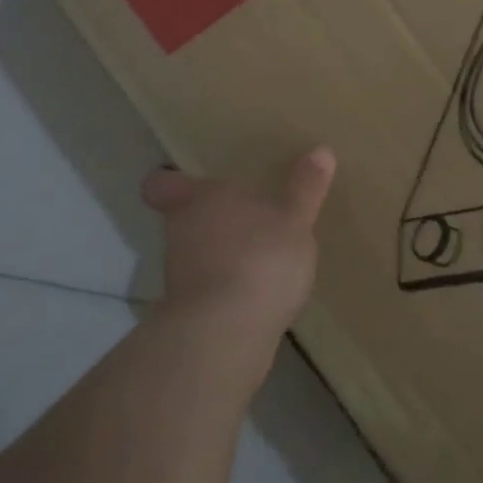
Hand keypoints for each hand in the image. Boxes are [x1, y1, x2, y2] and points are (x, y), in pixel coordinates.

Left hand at [140, 147, 336, 342]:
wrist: (226, 333)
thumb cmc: (259, 257)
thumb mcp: (295, 218)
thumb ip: (305, 187)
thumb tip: (321, 150)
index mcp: (198, 199)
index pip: (161, 184)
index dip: (171, 182)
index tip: (188, 182)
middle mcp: (179, 232)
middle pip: (182, 219)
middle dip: (208, 220)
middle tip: (242, 218)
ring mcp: (179, 276)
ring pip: (193, 255)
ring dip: (218, 255)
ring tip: (255, 258)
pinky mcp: (189, 313)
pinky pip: (207, 291)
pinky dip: (225, 290)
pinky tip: (255, 295)